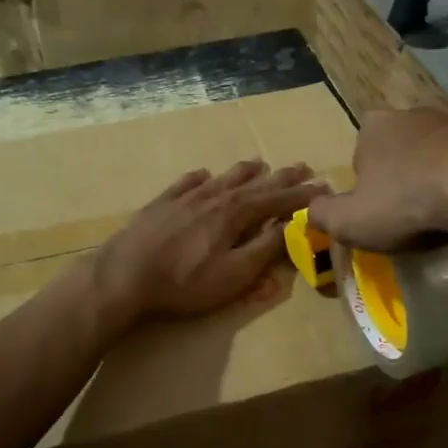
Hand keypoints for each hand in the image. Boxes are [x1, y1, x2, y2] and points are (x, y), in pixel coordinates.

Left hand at [92, 160, 326, 322]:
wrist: (123, 276)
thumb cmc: (184, 283)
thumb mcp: (234, 275)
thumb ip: (265, 249)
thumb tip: (291, 226)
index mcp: (236, 214)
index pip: (278, 200)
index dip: (303, 195)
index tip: (324, 187)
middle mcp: (214, 197)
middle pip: (254, 184)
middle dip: (280, 177)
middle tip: (302, 167)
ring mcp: (185, 198)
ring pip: (222, 179)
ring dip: (244, 171)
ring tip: (259, 163)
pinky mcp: (160, 205)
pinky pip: (186, 183)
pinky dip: (200, 178)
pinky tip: (204, 174)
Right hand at [307, 103, 447, 252]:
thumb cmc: (409, 202)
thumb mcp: (350, 222)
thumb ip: (323, 215)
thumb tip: (312, 209)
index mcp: (376, 127)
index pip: (363, 154)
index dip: (371, 186)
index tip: (385, 213)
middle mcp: (417, 109)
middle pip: (407, 144)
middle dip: (411, 172)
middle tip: (422, 212)